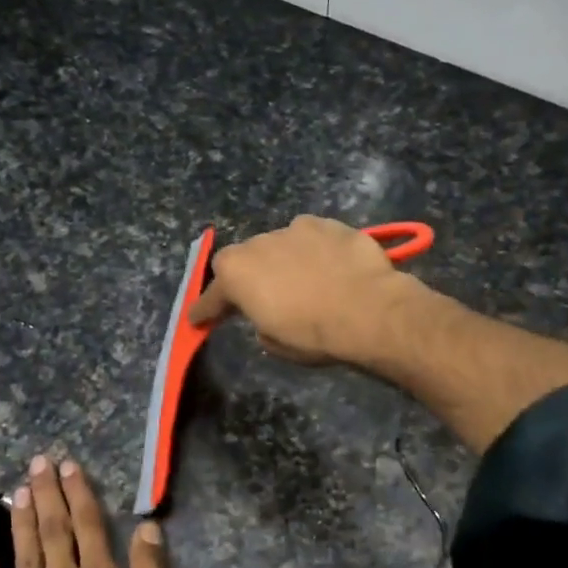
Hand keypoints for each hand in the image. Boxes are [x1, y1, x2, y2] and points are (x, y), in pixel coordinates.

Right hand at [188, 215, 411, 364]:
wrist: (368, 309)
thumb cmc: (313, 333)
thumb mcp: (276, 344)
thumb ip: (261, 325)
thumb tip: (267, 317)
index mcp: (236, 274)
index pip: (211, 296)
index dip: (205, 310)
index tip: (199, 319)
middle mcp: (258, 243)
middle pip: (243, 259)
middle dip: (247, 277)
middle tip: (261, 297)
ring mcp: (294, 228)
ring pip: (278, 244)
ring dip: (282, 260)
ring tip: (302, 280)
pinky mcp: (327, 224)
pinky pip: (311, 237)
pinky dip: (313, 250)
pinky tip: (329, 266)